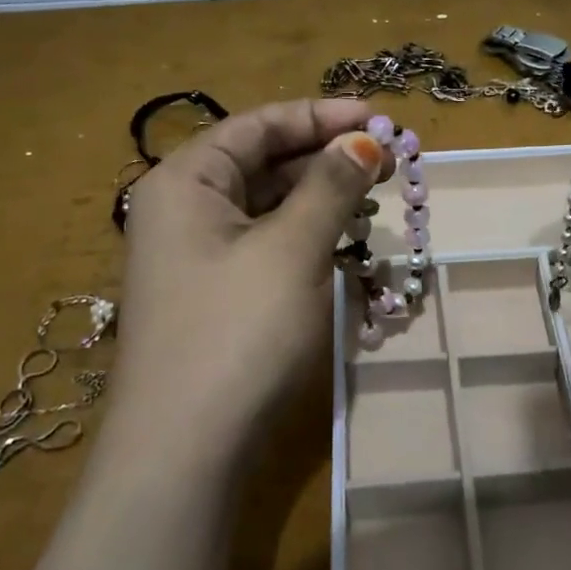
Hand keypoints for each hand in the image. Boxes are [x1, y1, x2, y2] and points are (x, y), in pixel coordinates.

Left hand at [107, 98, 382, 467]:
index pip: (258, 125)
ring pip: (267, 206)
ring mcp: (196, 255)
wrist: (185, 453)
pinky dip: (306, 237)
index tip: (378, 118)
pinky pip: (265, 245)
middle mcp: (183, 209)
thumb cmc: (237, 332)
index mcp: (186, 181)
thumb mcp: (292, 249)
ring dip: (320, 198)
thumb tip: (364, 140)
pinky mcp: (215, 294)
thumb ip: (330, 186)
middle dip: (325, 158)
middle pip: (262, 163)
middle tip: (387, 161)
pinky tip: (345, 242)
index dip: (320, 116)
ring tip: (375, 197)